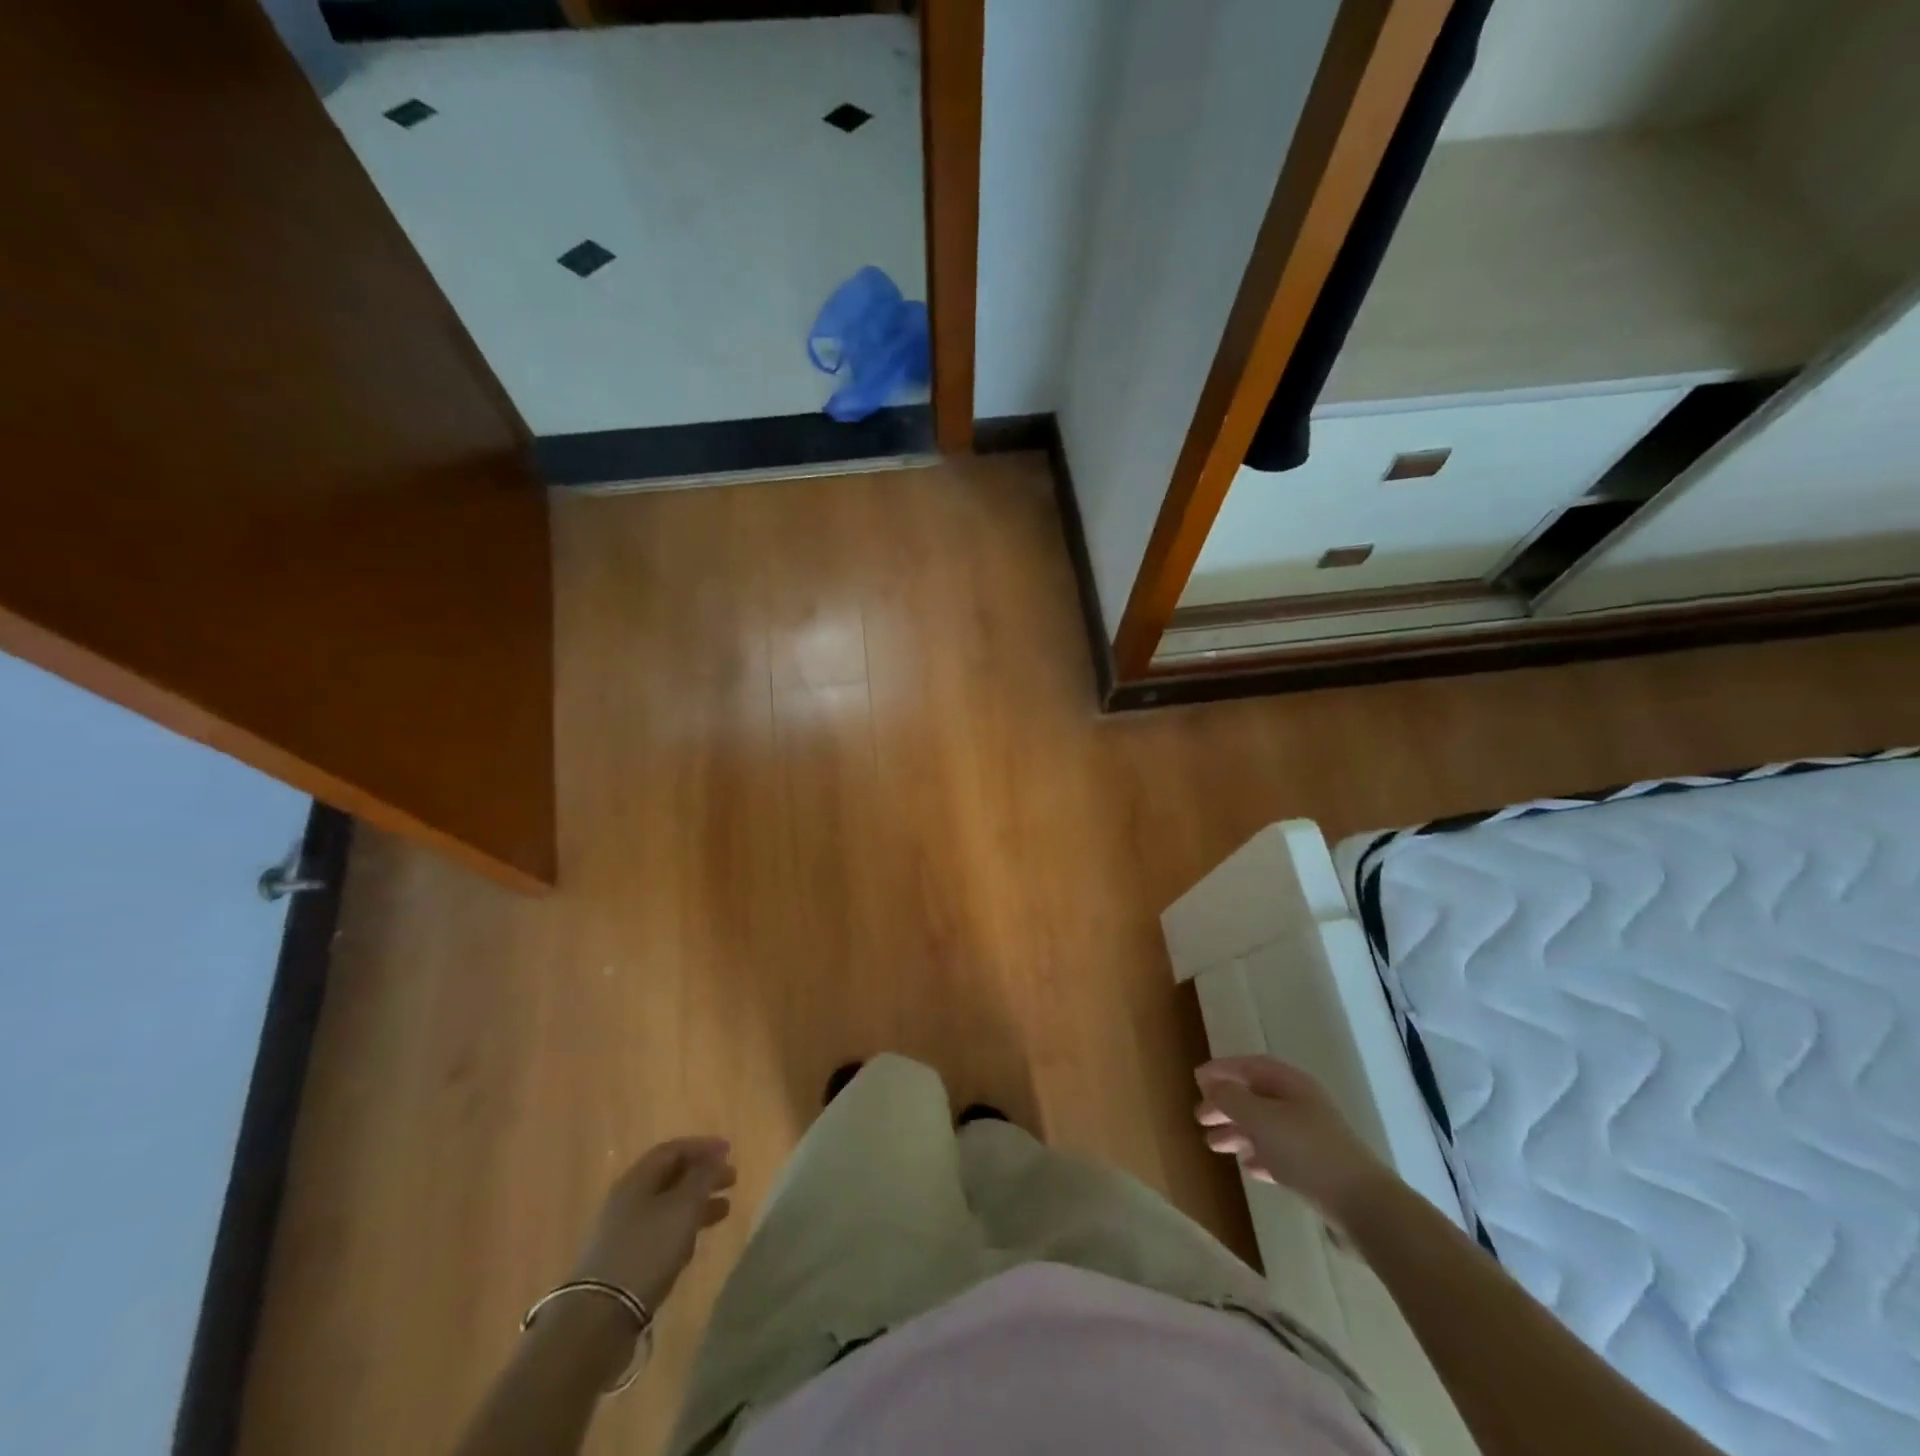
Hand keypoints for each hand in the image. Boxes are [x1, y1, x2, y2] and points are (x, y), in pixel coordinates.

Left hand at [568, 1137, 736, 1312]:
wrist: (599, 1318)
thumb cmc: (646, 1250)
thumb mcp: (682, 1208)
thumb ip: (702, 1178)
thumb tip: (715, 1156)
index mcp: (636, 1180)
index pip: (672, 1150)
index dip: (703, 1147)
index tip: (729, 1151)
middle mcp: (626, 1200)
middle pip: (669, 1177)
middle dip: (702, 1175)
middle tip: (732, 1180)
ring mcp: (621, 1232)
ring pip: (666, 1207)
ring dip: (696, 1204)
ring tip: (724, 1210)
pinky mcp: (623, 1262)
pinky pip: (658, 1233)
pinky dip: (681, 1229)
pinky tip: (694, 1243)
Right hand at [1195, 1057, 1393, 1222]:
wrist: (1362, 1205)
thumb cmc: (1306, 1151)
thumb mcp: (1260, 1118)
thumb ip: (1232, 1098)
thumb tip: (1213, 1085)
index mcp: (1291, 1084)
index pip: (1250, 1067)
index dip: (1223, 1070)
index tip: (1196, 1079)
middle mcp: (1301, 1105)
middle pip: (1256, 1097)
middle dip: (1226, 1104)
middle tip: (1199, 1116)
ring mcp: (1311, 1138)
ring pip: (1265, 1127)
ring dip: (1237, 1132)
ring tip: (1212, 1145)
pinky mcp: (1317, 1169)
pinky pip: (1279, 1154)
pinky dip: (1259, 1156)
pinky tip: (1247, 1168)